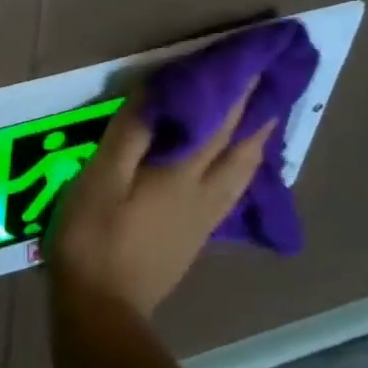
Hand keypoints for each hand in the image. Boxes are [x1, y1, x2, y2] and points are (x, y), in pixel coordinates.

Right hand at [48, 85, 274, 318]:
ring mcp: (204, 219)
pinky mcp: (196, 237)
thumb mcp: (100, 179)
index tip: (254, 61)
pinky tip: (238, 168)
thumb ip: (129, 136)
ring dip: (258, 141)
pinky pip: (232, 191)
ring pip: (243, 173)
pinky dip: (243, 168)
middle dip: (259, 113)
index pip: (217, 123)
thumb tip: (156, 94)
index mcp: (181, 175)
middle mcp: (204, 194)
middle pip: (242, 148)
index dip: (236, 91)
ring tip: (266, 120)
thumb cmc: (93, 237)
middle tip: (274, 83)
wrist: (103, 306)